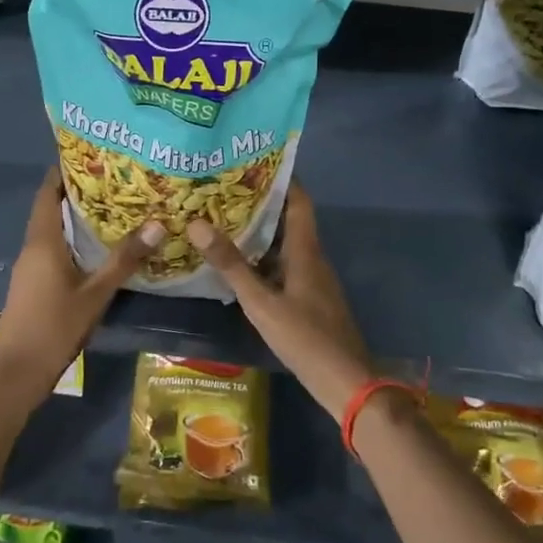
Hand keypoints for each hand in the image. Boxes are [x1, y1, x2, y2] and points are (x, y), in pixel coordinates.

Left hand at [0, 170, 160, 397]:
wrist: (17, 372)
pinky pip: (54, 249)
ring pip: (53, 230)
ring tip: (114, 206)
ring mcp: (30, 266)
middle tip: (115, 179)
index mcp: (43, 240)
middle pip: (51, 208)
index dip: (65, 170)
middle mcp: (33, 247)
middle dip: (79, 191)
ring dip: (77, 217)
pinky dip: (74, 239)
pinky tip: (99, 246)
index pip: (47, 192)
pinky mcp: (33, 283)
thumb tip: (157, 223)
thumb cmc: (54, 326)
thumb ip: (124, 259)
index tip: (92, 154)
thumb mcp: (96, 293)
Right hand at [187, 182, 374, 420]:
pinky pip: (284, 264)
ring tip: (224, 218)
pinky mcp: (309, 297)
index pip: (299, 200)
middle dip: (261, 201)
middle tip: (224, 188)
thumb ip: (231, 265)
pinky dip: (263, 256)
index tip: (252, 160)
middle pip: (289, 219)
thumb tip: (197, 223)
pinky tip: (239, 263)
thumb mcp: (261, 302)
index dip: (281, 177)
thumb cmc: (305, 338)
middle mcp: (312, 257)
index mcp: (306, 250)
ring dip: (260, 230)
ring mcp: (312, 279)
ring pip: (285, 243)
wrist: (346, 382)